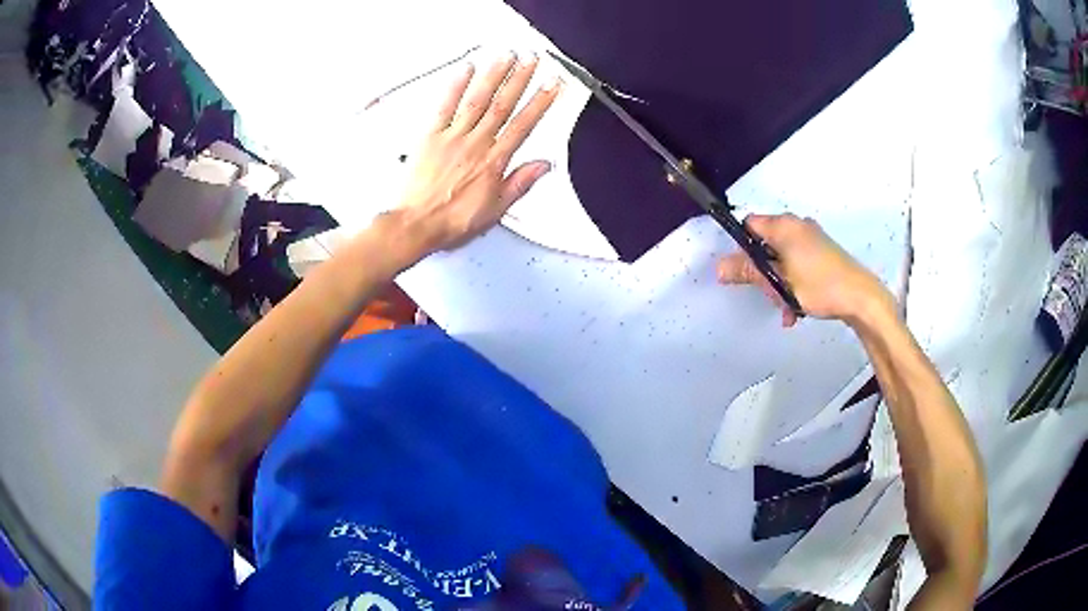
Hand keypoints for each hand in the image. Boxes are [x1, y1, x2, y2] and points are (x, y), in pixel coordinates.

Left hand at [393, 53, 561, 255]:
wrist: (416, 225)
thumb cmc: (452, 220)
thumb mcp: (496, 210)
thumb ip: (520, 183)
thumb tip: (543, 165)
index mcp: (494, 161)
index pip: (523, 125)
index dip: (540, 102)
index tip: (552, 85)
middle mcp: (476, 144)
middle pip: (502, 105)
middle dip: (520, 79)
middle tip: (532, 59)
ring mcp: (452, 137)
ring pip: (477, 100)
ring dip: (493, 75)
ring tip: (506, 56)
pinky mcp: (430, 136)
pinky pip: (445, 106)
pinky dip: (456, 86)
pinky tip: (466, 69)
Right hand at [717, 214, 894, 327]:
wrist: (861, 297)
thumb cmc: (819, 286)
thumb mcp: (779, 282)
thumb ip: (749, 272)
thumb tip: (719, 267)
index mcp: (784, 226)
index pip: (749, 226)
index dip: (742, 248)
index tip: (745, 273)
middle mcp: (797, 225)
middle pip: (765, 244)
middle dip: (763, 273)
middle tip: (770, 296)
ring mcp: (812, 238)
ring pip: (782, 258)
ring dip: (778, 283)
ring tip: (786, 309)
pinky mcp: (823, 252)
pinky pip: (797, 263)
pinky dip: (793, 282)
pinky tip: (797, 308)